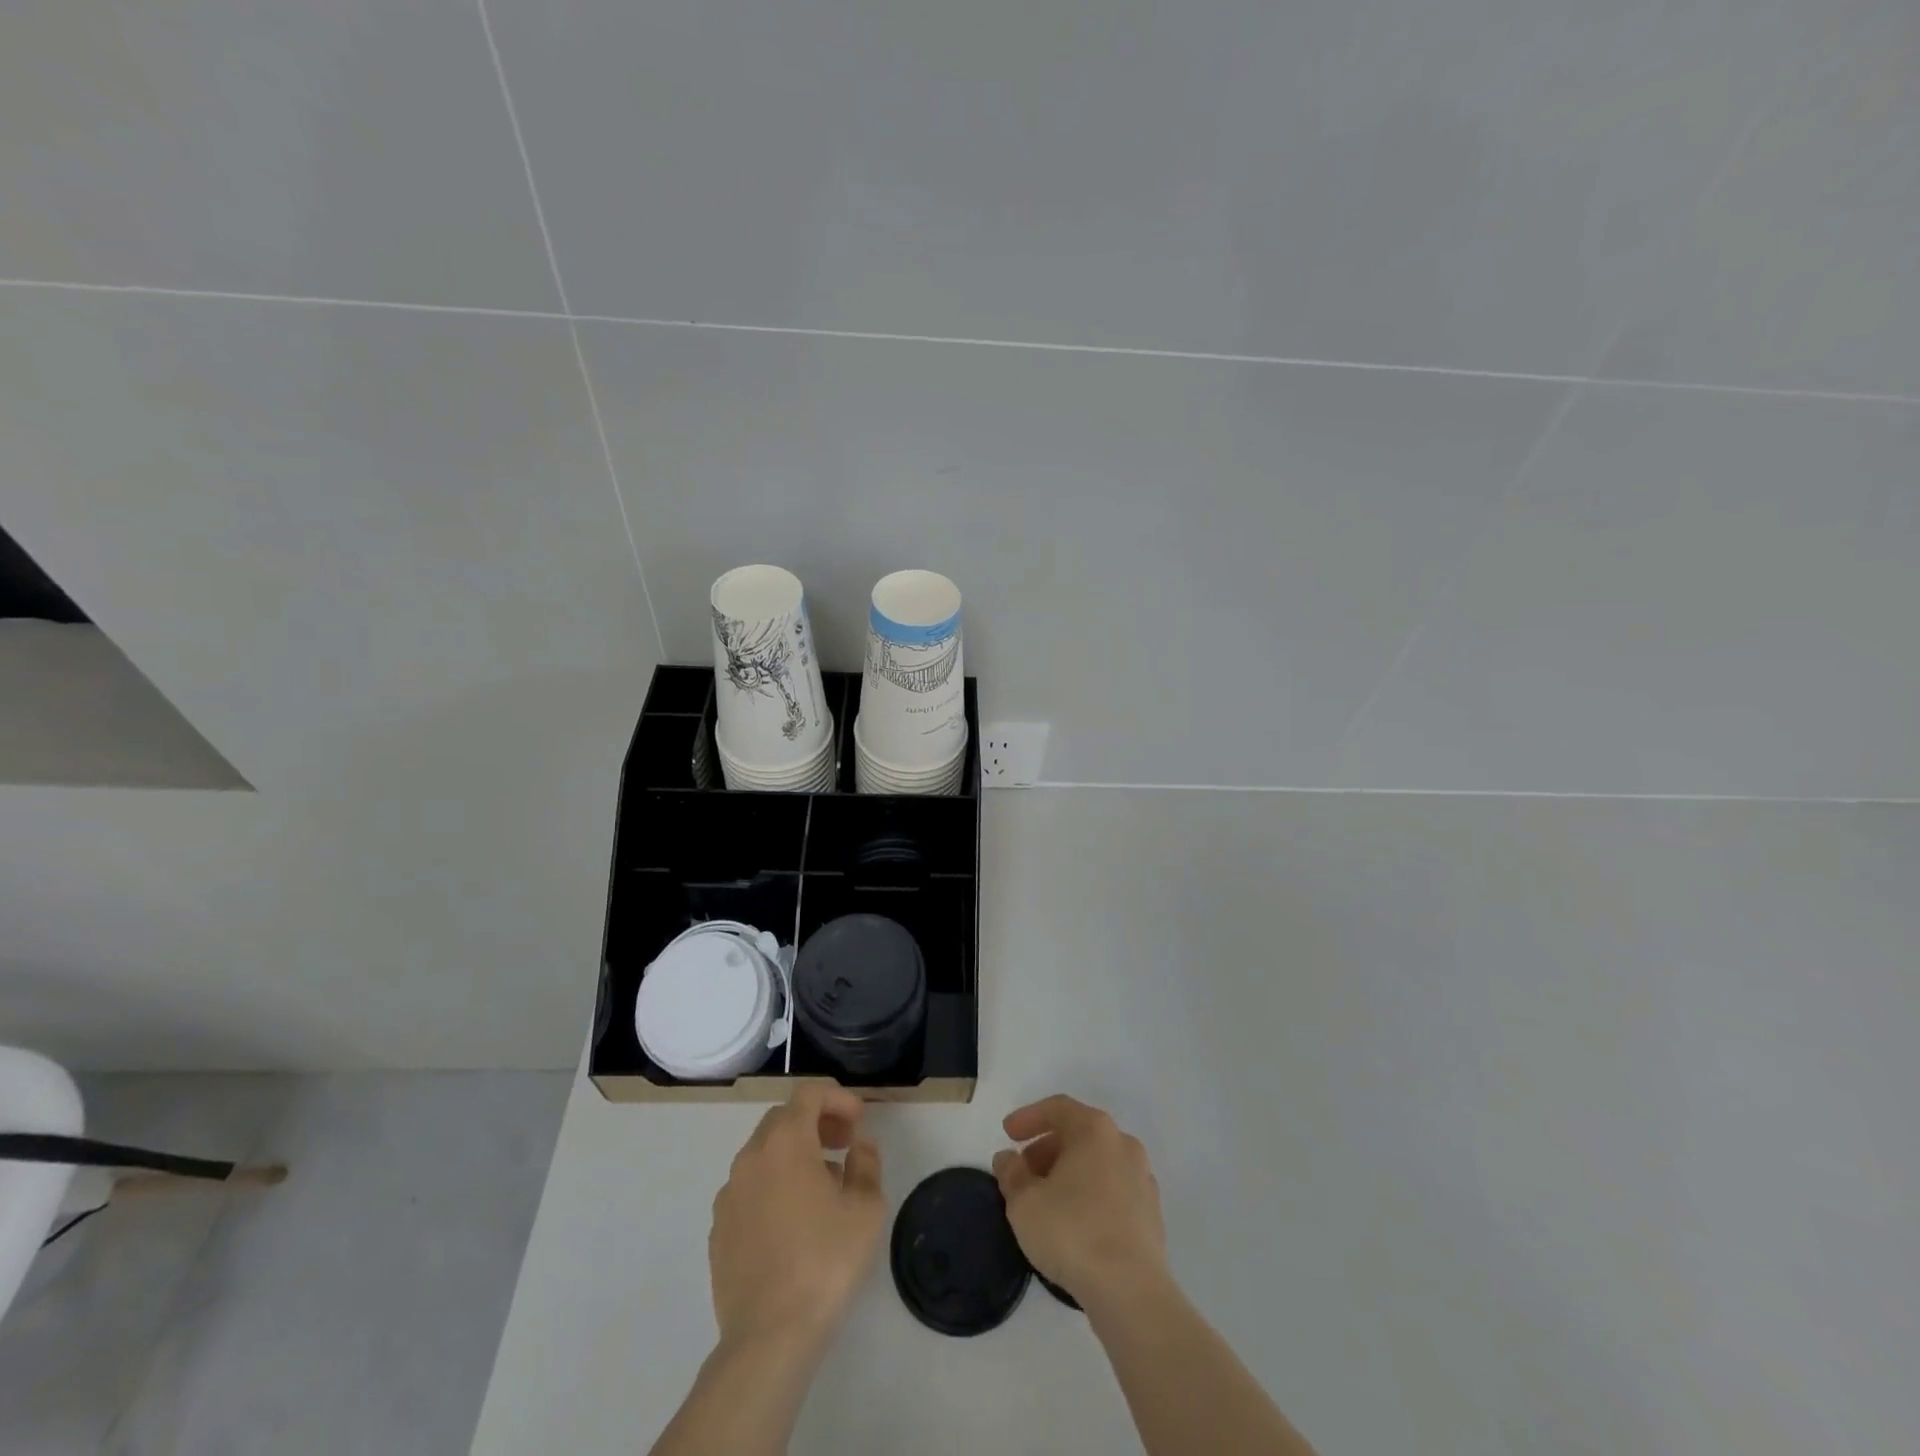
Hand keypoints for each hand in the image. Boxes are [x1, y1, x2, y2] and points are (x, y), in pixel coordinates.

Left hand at [708, 1084, 885, 1356]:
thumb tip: (858, 1144)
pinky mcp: (719, 1228)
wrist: (768, 1336)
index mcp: (786, 1142)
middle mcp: (751, 1157)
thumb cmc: (825, 1261)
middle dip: (816, 1122)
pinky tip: (793, 1221)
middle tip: (844, 1145)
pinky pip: (750, 1188)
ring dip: (795, 1154)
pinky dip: (773, 1185)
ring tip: (824, 1186)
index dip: (837, 1097)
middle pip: (783, 1118)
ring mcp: (729, 1193)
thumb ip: (866, 1162)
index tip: (859, 1120)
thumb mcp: (866, 1208)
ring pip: (764, 1153)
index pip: (809, 1093)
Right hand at [993, 1094, 1167, 1307]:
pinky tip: (1074, 1223)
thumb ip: (1011, 1173)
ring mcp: (1142, 1178)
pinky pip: (1113, 1190)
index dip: (1029, 1117)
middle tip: (1023, 1171)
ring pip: (1097, 1163)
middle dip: (1047, 1148)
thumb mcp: (1024, 1202)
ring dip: (1068, 1172)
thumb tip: (1008, 1159)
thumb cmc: (1072, 1232)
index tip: (1007, 1134)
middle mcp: (1123, 1144)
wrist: (1131, 1291)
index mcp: (1095, 1130)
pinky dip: (1090, 1194)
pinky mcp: (1151, 1213)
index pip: (1058, 1108)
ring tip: (1045, 1200)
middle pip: (1079, 1134)